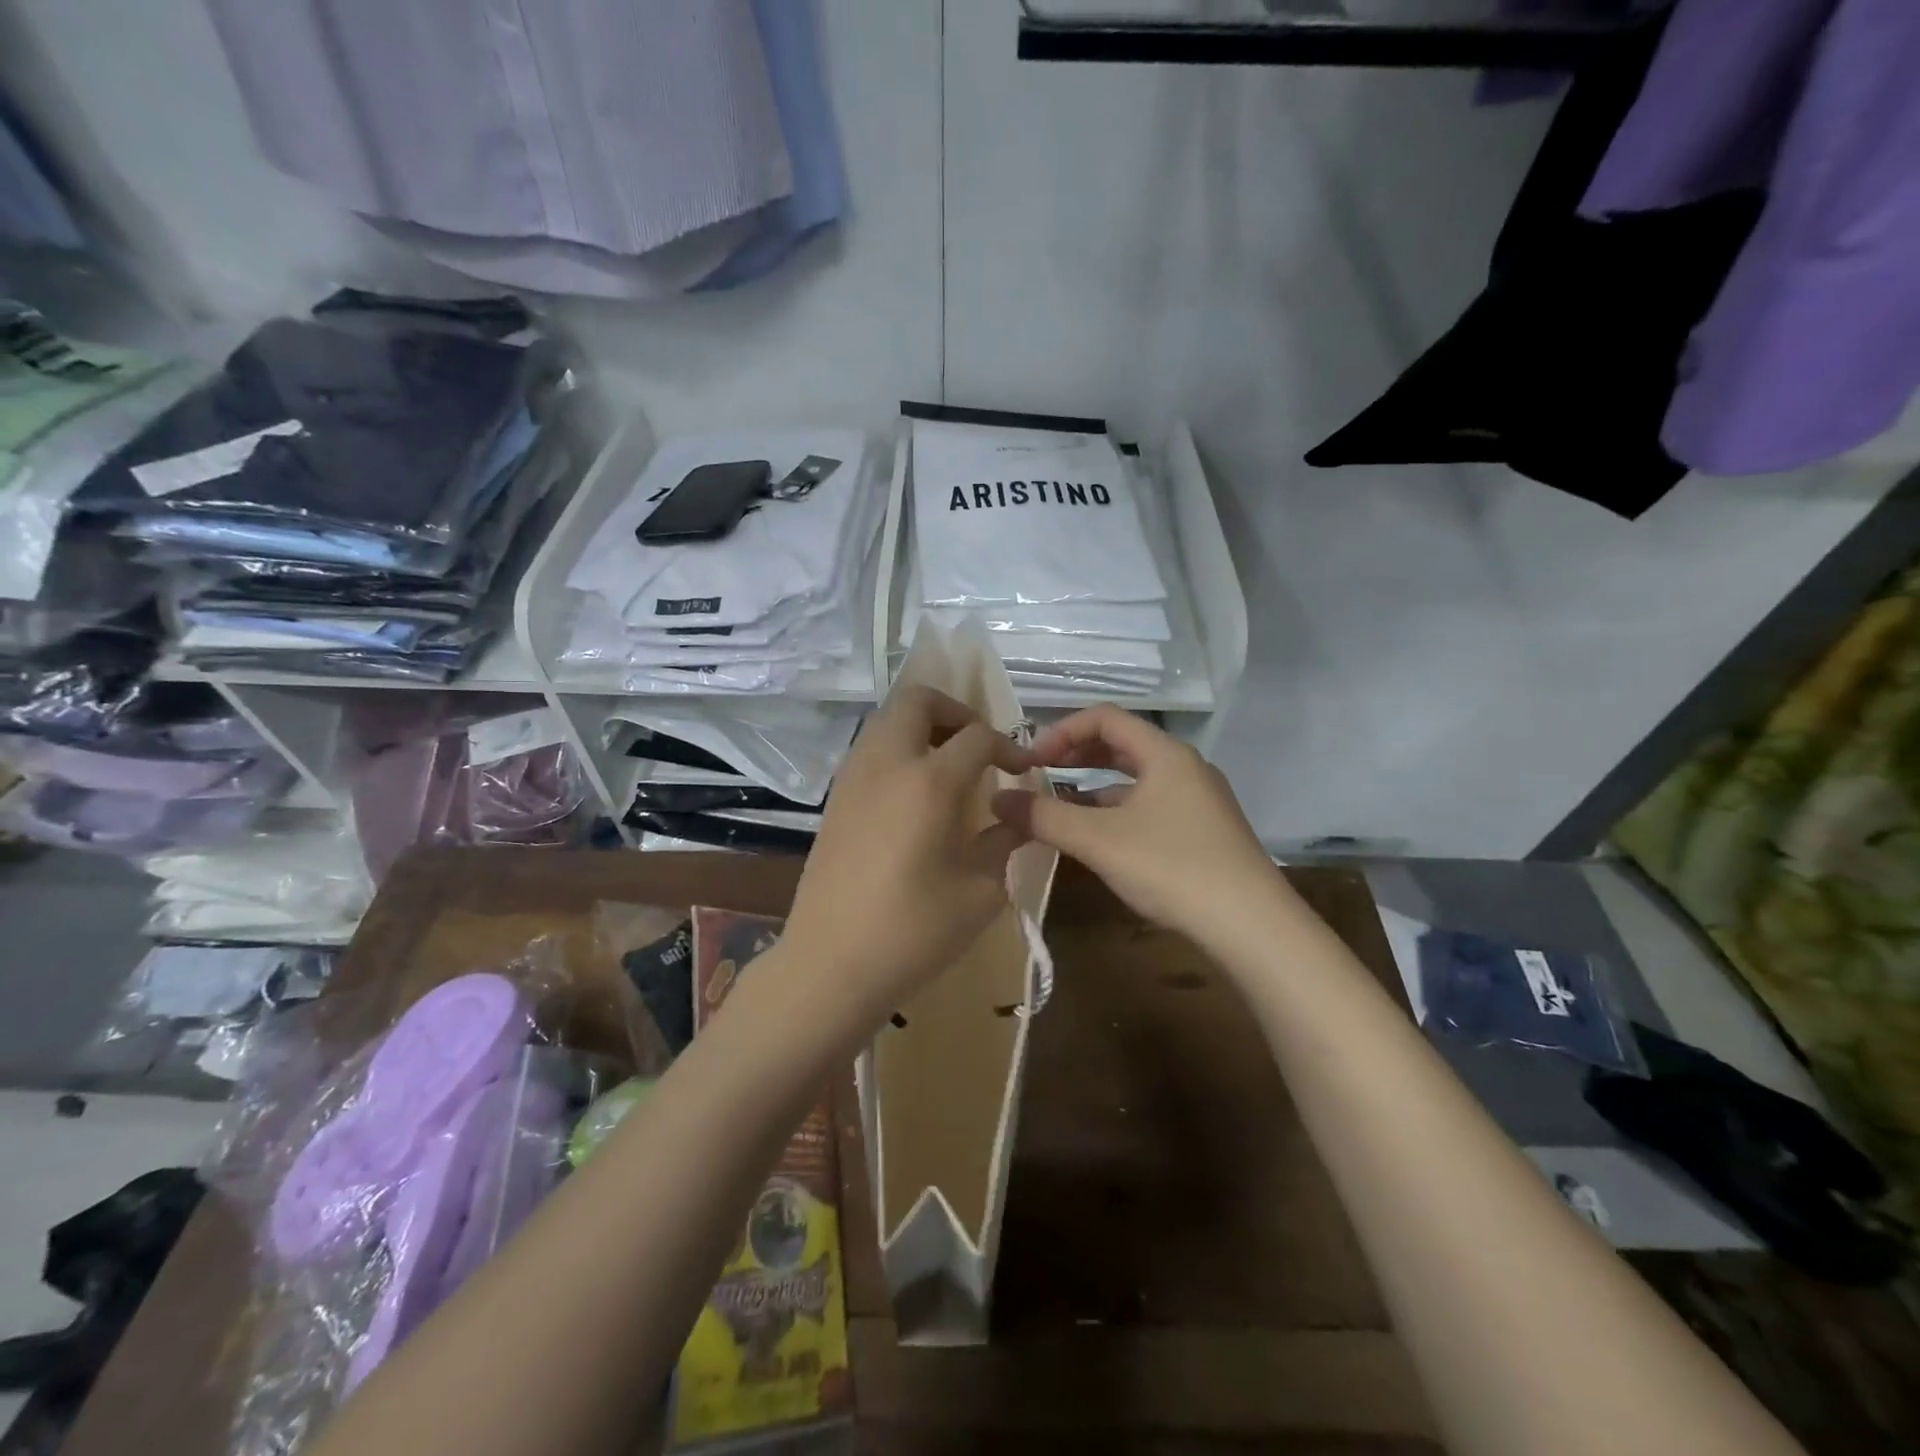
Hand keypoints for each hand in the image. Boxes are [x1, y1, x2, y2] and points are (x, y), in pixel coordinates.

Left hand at [782, 686, 1032, 1024]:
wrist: (830, 963)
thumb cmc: (913, 931)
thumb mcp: (980, 891)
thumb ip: (1003, 842)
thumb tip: (1016, 818)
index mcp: (929, 781)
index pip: (977, 736)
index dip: (1008, 746)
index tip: (1023, 770)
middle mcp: (887, 763)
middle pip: (919, 701)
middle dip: (956, 712)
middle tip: (978, 747)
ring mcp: (853, 777)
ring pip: (888, 720)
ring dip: (923, 728)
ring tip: (949, 768)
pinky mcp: (835, 798)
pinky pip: (871, 750)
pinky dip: (899, 751)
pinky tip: (915, 796)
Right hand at [992, 704, 1277, 940]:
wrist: (1252, 926)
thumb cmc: (1172, 868)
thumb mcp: (1099, 841)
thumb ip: (1045, 817)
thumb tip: (998, 801)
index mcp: (1165, 754)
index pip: (1104, 717)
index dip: (1061, 732)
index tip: (1031, 761)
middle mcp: (1185, 767)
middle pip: (1122, 745)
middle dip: (1076, 756)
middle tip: (1040, 775)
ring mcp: (1199, 801)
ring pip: (1136, 779)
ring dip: (1094, 788)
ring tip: (1061, 810)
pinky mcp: (1205, 832)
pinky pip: (1151, 806)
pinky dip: (1118, 812)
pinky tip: (1100, 841)